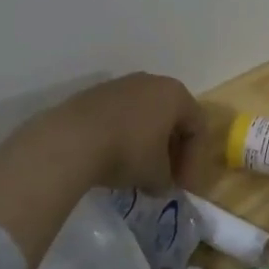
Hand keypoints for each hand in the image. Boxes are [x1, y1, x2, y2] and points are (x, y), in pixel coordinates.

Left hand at [46, 73, 211, 193]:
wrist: (71, 140)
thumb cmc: (127, 152)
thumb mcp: (156, 175)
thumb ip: (168, 180)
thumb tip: (162, 184)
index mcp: (175, 94)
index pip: (197, 128)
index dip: (194, 161)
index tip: (183, 186)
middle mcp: (151, 81)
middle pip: (171, 118)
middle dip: (172, 150)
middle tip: (165, 177)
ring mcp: (120, 84)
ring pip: (144, 116)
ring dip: (147, 143)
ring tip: (138, 171)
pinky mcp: (94, 94)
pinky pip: (120, 116)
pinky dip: (124, 136)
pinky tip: (113, 158)